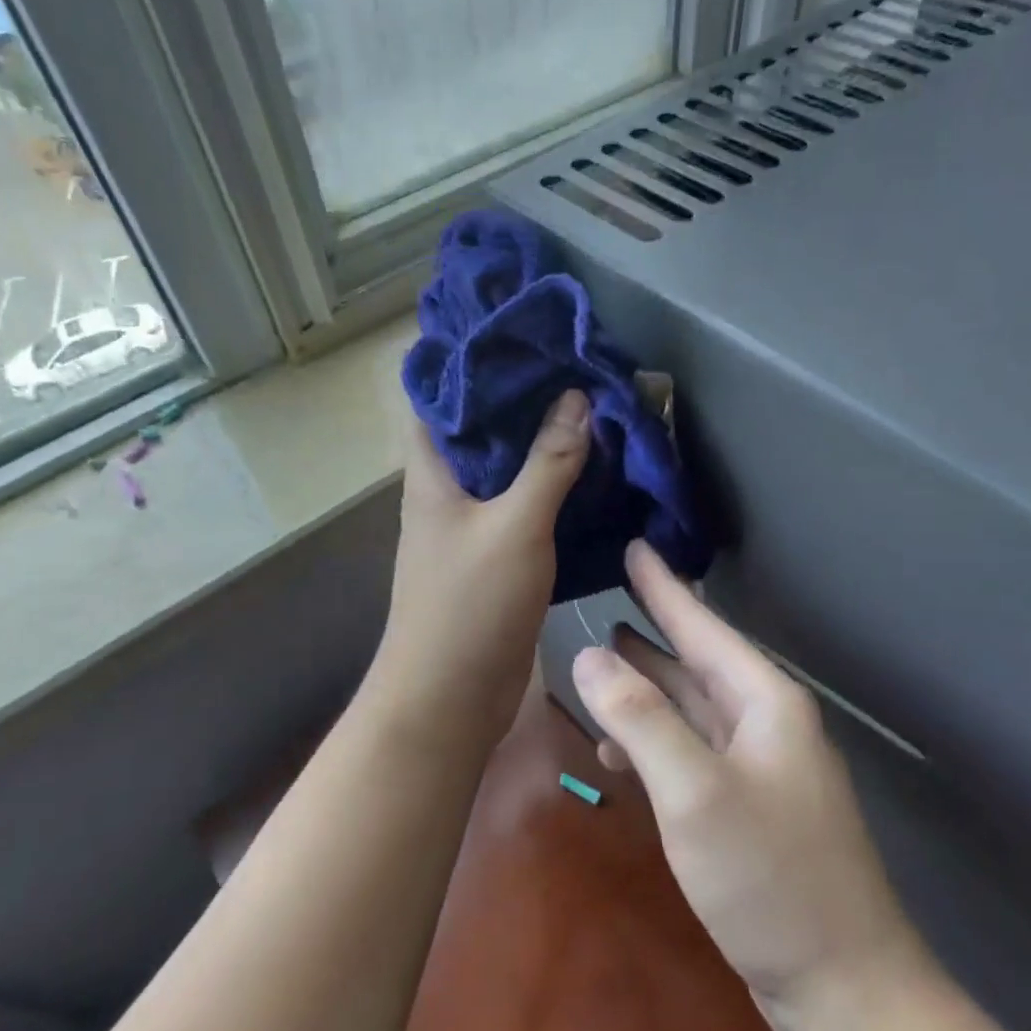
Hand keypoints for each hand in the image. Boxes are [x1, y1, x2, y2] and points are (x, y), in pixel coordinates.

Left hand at [363, 390, 590, 756]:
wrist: (450, 697)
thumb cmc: (469, 605)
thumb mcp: (514, 526)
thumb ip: (547, 462)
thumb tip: (575, 397)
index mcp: (433, 472)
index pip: (443, 396)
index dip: (477, 361)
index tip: (526, 333)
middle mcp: (447, 492)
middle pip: (484, 431)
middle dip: (527, 400)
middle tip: (579, 367)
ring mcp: (471, 527)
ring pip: (509, 470)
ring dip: (546, 445)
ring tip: (597, 409)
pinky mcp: (496, 558)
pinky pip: (526, 509)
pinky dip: (555, 490)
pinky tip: (596, 474)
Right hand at [571, 542, 930, 1014]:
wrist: (840, 986)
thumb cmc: (770, 877)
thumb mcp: (695, 791)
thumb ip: (639, 718)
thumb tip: (587, 655)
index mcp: (763, 702)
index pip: (702, 626)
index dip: (664, 587)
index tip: (635, 546)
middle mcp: (762, 723)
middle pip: (694, 661)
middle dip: (650, 631)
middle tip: (602, 598)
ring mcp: (754, 767)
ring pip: (688, 707)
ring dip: (643, 688)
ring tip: (595, 664)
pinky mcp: (742, 806)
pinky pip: (687, 752)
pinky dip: (650, 743)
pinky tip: (615, 754)